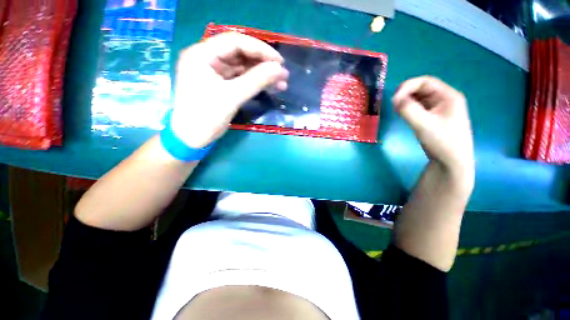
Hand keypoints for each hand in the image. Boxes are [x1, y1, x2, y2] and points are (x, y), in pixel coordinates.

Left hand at [171, 32, 288, 147]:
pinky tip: (270, 87)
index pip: (235, 42)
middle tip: (283, 73)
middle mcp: (207, 58)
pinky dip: (256, 83)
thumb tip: (280, 69)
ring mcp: (215, 72)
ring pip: (243, 67)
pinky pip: (241, 79)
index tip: (279, 61)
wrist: (193, 138)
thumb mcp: (232, 97)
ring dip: (262, 74)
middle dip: (263, 63)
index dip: (260, 49)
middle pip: (240, 54)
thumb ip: (256, 81)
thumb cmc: (206, 117)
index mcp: (202, 55)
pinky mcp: (221, 84)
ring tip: (281, 83)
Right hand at [392, 76, 473, 176]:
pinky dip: (409, 108)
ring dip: (407, 101)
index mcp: (448, 96)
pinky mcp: (434, 116)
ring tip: (398, 111)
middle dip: (406, 94)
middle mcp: (445, 98)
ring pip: (420, 98)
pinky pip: (420, 107)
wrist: (451, 162)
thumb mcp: (424, 125)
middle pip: (422, 88)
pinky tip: (404, 115)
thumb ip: (409, 110)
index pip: (425, 82)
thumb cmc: (442, 142)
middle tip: (394, 105)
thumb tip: (394, 98)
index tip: (394, 99)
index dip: (408, 87)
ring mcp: (440, 108)